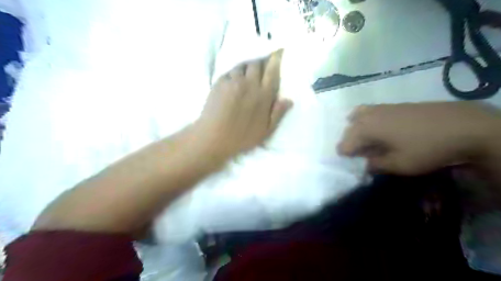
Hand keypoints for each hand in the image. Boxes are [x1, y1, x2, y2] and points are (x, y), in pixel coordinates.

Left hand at [192, 50, 294, 161]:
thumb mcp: (265, 131)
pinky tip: (234, 81)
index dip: (276, 58)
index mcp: (263, 96)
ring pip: (243, 65)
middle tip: (262, 67)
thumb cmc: (242, 137)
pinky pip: (230, 71)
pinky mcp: (219, 82)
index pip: (272, 70)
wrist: (213, 138)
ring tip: (248, 74)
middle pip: (257, 63)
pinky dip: (235, 73)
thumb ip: (278, 114)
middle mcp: (249, 84)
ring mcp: (233, 81)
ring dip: (247, 67)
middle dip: (261, 62)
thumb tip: (289, 100)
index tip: (279, 51)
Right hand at [336, 101, 500, 175]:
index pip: (345, 144)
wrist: (463, 125)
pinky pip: (371, 111)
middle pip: (349, 129)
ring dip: (356, 128)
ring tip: (364, 138)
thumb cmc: (426, 148)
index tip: (355, 164)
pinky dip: (367, 119)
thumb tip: (366, 163)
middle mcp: (369, 115)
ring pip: (357, 116)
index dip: (346, 156)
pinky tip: (379, 128)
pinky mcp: (394, 105)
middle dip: (350, 142)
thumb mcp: (399, 165)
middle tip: (360, 154)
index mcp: (366, 129)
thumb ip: (376, 165)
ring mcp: (382, 107)